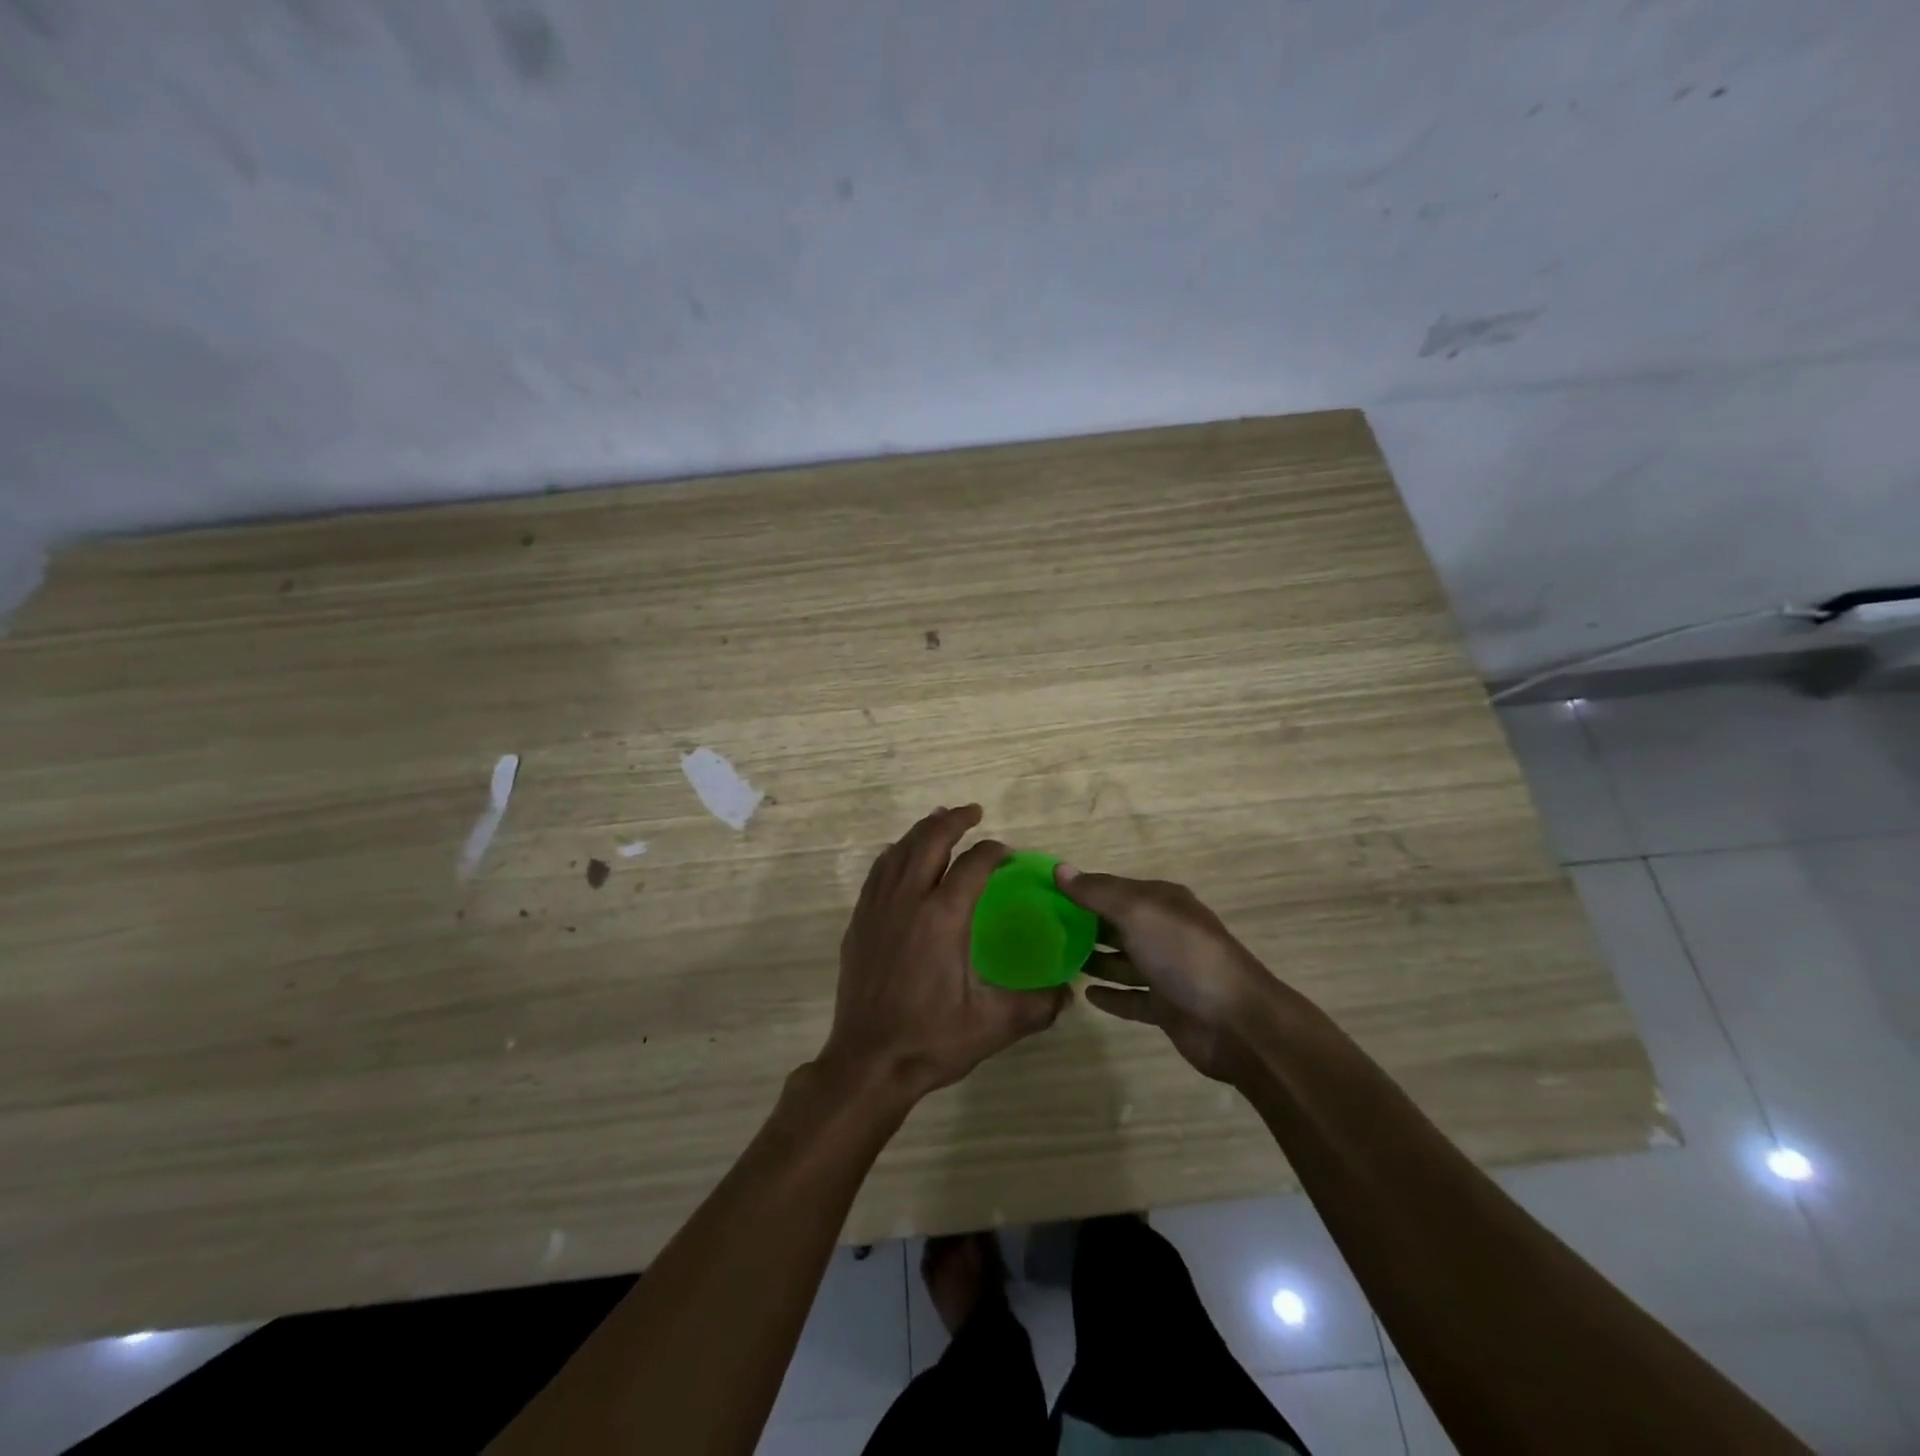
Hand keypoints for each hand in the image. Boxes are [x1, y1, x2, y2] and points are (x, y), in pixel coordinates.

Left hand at [819, 806, 1069, 1102]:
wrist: (868, 1063)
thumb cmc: (931, 1040)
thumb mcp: (993, 1025)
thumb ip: (1037, 1005)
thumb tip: (1069, 993)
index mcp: (943, 917)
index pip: (973, 865)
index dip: (993, 852)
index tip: (1007, 852)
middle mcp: (908, 901)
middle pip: (929, 841)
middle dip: (953, 820)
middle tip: (973, 812)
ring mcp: (878, 909)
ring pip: (899, 851)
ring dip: (922, 831)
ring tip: (939, 820)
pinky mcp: (859, 923)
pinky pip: (878, 873)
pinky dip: (895, 854)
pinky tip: (900, 856)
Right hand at [1056, 865, 1278, 1084]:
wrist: (1236, 1022)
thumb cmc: (1184, 955)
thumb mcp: (1137, 912)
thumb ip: (1097, 893)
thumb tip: (1059, 869)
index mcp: (1162, 902)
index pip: (1113, 888)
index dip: (1081, 890)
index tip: (1043, 896)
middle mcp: (1165, 931)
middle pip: (1117, 924)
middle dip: (1084, 925)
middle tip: (1042, 932)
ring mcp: (1168, 971)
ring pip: (1123, 961)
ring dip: (1095, 960)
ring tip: (1056, 961)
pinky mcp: (1167, 1007)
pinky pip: (1132, 998)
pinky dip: (1111, 995)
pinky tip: (1085, 995)